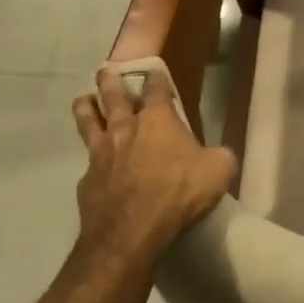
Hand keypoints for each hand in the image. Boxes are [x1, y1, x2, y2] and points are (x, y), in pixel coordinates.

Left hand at [71, 67, 235, 262]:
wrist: (131, 232)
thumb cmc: (179, 193)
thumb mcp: (219, 170)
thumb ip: (219, 155)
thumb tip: (216, 154)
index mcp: (158, 120)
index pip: (156, 88)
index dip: (157, 79)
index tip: (156, 73)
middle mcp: (125, 128)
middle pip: (113, 96)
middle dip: (110, 81)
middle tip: (106, 70)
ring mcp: (101, 153)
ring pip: (88, 121)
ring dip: (86, 107)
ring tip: (84, 99)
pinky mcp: (87, 179)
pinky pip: (87, 161)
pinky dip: (90, 157)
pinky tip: (92, 162)